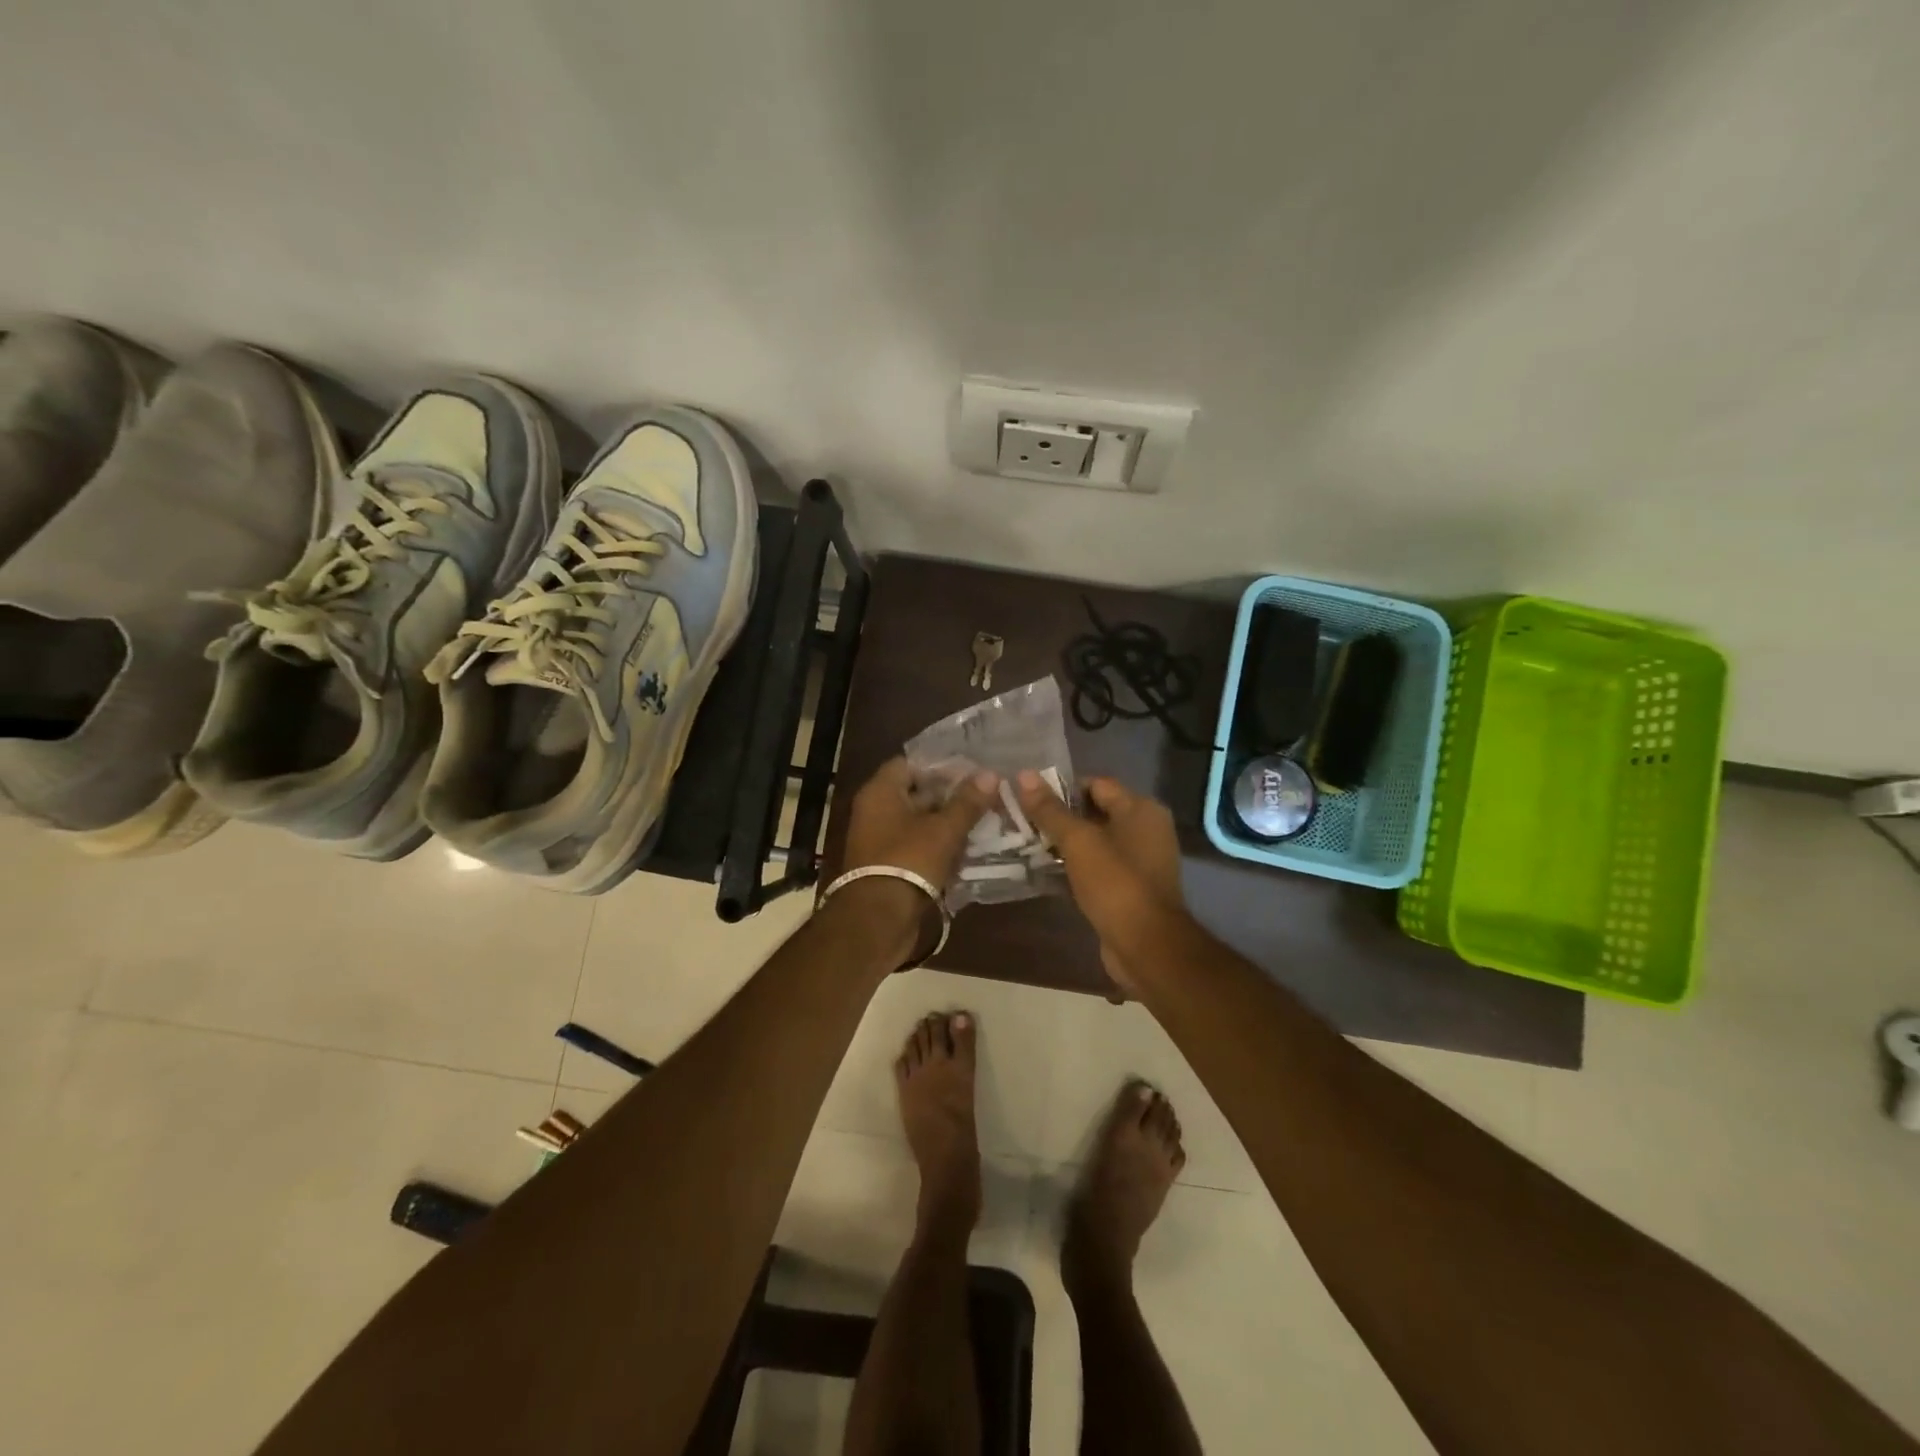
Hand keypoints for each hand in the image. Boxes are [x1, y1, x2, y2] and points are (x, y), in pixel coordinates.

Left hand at [844, 757, 997, 890]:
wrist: (879, 919)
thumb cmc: (908, 861)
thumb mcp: (944, 830)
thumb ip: (967, 802)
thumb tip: (991, 774)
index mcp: (880, 792)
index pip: (910, 763)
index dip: (941, 766)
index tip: (972, 772)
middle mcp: (875, 811)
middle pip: (916, 793)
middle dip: (950, 796)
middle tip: (985, 797)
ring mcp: (880, 840)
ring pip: (919, 822)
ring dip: (947, 823)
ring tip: (984, 821)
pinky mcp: (888, 865)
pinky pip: (917, 846)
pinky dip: (939, 846)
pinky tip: (968, 849)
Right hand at [1016, 772, 1184, 993]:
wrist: (1146, 946)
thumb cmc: (1115, 884)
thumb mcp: (1078, 842)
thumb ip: (1050, 810)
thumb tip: (1023, 775)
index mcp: (1141, 809)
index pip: (1096, 784)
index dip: (1062, 788)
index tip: (1028, 797)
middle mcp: (1146, 829)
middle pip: (1095, 811)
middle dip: (1060, 816)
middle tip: (1022, 820)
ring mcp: (1140, 860)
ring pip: (1094, 842)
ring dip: (1065, 843)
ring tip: (1027, 843)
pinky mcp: (1130, 887)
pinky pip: (1098, 867)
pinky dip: (1075, 866)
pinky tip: (1045, 870)